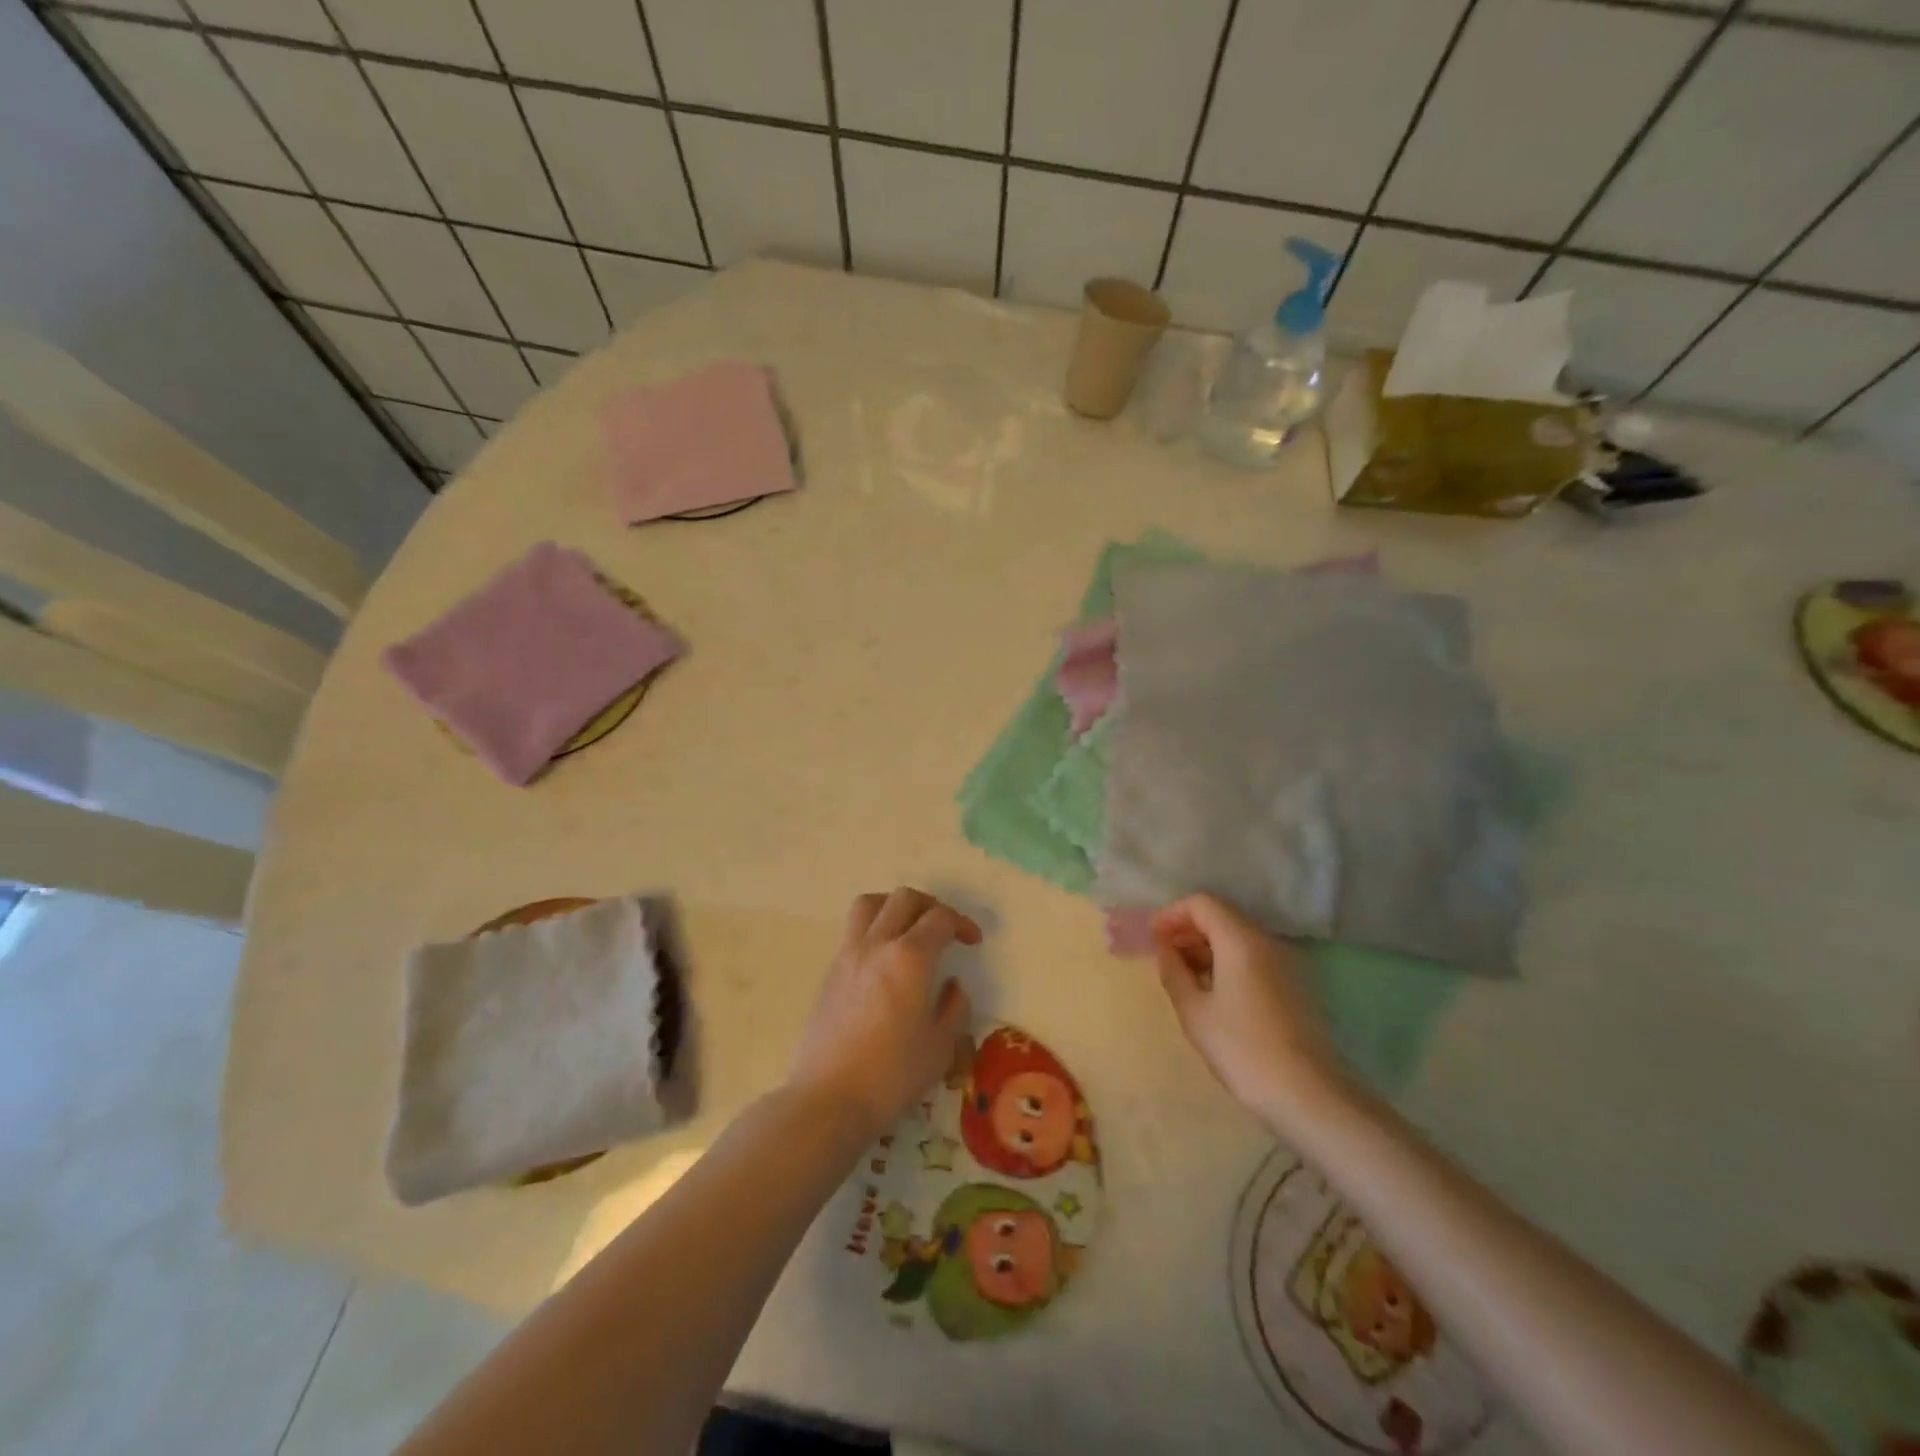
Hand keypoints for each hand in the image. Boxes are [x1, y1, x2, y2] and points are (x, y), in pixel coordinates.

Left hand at [788, 888, 978, 1142]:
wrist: (827, 1099)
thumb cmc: (891, 1076)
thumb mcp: (940, 1047)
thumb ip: (954, 1008)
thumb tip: (952, 986)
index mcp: (910, 957)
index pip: (940, 918)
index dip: (962, 924)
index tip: (973, 942)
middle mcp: (877, 944)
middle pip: (904, 898)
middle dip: (931, 906)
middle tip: (945, 930)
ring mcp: (848, 955)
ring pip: (870, 904)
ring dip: (895, 907)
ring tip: (909, 929)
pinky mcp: (830, 971)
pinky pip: (854, 931)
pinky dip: (874, 929)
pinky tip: (884, 961)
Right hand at [1150, 893, 1347, 1122]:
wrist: (1308, 1095)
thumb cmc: (1242, 1049)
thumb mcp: (1194, 1012)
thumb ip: (1173, 972)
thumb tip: (1164, 950)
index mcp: (1240, 940)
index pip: (1201, 903)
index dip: (1171, 914)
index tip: (1152, 939)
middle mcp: (1267, 940)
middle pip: (1222, 915)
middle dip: (1188, 929)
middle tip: (1163, 957)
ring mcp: (1286, 961)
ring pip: (1238, 936)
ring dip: (1207, 946)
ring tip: (1184, 976)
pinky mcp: (1295, 983)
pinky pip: (1254, 956)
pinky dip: (1228, 961)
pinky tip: (1214, 991)